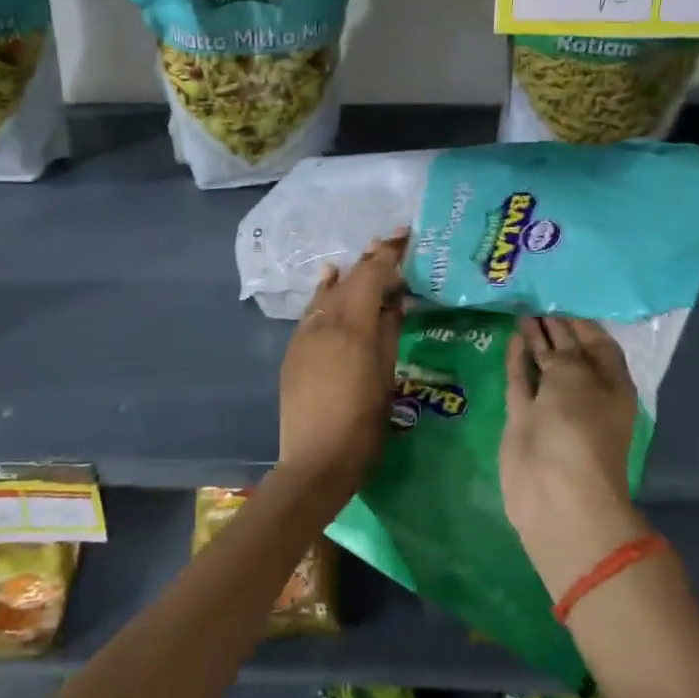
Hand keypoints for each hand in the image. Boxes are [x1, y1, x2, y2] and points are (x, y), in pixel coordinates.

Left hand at [277, 230, 407, 499]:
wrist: (314, 461)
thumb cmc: (362, 426)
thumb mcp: (386, 378)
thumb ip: (388, 333)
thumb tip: (394, 300)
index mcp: (352, 327)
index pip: (371, 276)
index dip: (388, 254)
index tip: (405, 236)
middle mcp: (324, 323)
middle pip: (348, 280)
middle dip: (369, 260)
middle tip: (390, 243)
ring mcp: (304, 336)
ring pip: (327, 293)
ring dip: (347, 275)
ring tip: (363, 259)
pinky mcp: (293, 350)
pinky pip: (313, 311)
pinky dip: (326, 294)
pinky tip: (330, 283)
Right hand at [500, 316, 650, 599]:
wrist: (555, 492)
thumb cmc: (578, 429)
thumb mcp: (574, 377)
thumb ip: (561, 351)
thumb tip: (546, 333)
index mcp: (610, 385)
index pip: (598, 343)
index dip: (581, 321)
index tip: (560, 297)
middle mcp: (584, 392)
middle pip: (571, 352)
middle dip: (556, 327)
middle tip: (535, 297)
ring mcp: (553, 407)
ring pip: (544, 365)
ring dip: (535, 341)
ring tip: (521, 311)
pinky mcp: (525, 418)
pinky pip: (522, 381)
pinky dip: (518, 360)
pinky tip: (512, 337)